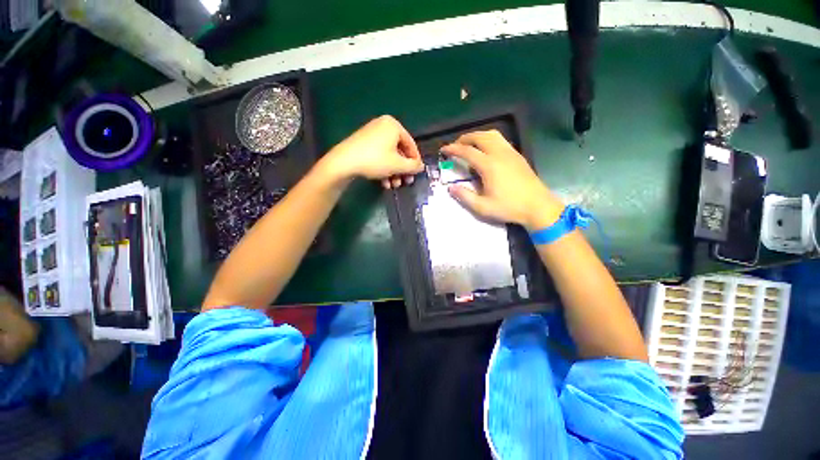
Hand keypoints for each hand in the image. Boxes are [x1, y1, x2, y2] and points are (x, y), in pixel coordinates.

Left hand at [321, 115, 423, 188]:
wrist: (344, 162)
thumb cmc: (375, 160)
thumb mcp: (398, 165)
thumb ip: (413, 166)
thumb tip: (421, 166)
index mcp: (394, 125)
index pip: (411, 145)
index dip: (415, 162)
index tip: (416, 175)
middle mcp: (383, 126)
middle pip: (399, 152)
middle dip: (402, 170)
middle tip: (405, 182)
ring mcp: (372, 134)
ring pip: (389, 156)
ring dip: (394, 173)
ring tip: (393, 185)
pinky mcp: (363, 143)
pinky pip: (379, 155)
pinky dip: (383, 169)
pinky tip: (383, 182)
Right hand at [441, 130, 563, 230]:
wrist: (538, 206)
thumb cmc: (509, 207)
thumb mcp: (482, 207)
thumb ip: (464, 196)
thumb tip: (451, 188)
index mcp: (489, 165)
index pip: (467, 151)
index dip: (453, 149)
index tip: (444, 150)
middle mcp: (500, 154)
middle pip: (479, 137)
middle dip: (464, 139)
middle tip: (455, 146)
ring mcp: (510, 152)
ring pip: (491, 135)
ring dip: (477, 136)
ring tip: (469, 145)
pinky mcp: (517, 155)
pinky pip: (500, 140)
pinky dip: (488, 139)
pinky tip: (486, 151)